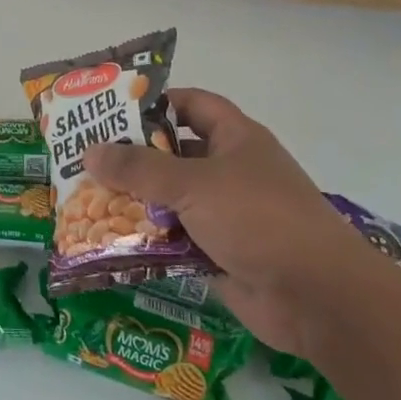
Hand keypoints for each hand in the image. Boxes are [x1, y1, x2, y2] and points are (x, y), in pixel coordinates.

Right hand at [83, 88, 379, 357]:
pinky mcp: (218, 252)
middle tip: (83, 157)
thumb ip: (139, 168)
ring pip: (170, 199)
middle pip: (174, 154)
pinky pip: (174, 238)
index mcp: (236, 139)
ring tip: (84, 197)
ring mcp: (226, 214)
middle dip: (132, 156)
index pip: (192, 104)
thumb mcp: (193, 184)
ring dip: (135, 201)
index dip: (155, 102)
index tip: (110, 109)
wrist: (316, 297)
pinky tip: (108, 239)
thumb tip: (89, 151)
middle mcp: (230, 171)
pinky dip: (146, 239)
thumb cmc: (258, 219)